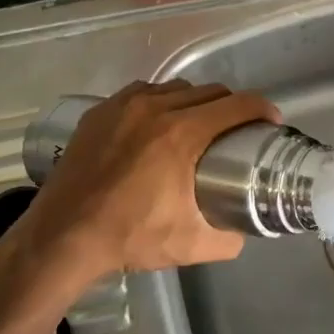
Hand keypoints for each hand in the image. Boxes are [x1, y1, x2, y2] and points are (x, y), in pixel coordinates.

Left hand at [11, 80, 279, 283]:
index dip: (262, 109)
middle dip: (231, 107)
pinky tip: (157, 122)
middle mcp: (156, 108)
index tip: (271, 122)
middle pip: (209, 92)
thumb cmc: (129, 237)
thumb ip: (229, 238)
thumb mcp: (191, 245)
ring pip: (176, 88)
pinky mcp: (101, 110)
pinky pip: (143, 92)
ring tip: (197, 125)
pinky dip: (160, 101)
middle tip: (236, 131)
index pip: (237, 105)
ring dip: (195, 101)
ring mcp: (124, 105)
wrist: (62, 237)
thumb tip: (244, 230)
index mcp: (183, 134)